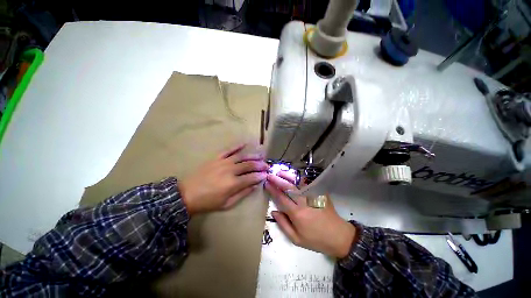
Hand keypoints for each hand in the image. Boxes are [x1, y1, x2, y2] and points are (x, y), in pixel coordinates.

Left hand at [179, 144, 267, 214]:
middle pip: (249, 165)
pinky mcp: (216, 158)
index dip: (260, 176)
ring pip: (242, 156)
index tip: (266, 175)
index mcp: (233, 183)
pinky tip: (245, 143)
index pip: (252, 177)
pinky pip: (229, 150)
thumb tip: (255, 186)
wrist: (187, 194)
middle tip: (266, 165)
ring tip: (261, 155)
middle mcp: (230, 170)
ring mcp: (223, 162)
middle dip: (260, 165)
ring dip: (253, 155)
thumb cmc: (208, 202)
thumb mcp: (227, 203)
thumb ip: (242, 193)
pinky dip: (237, 146)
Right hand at [264, 171, 356, 257]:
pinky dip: (300, 178)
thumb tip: (274, 211)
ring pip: (298, 182)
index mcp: (297, 214)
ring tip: (280, 172)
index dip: (273, 189)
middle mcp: (304, 202)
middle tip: (270, 175)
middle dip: (278, 180)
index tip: (266, 183)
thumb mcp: (296, 239)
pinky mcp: (320, 193)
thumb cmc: (316, 239)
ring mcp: (314, 196)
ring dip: (288, 176)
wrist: (339, 236)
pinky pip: (309, 183)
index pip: (281, 198)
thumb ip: (283, 224)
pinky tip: (295, 176)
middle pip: (289, 187)